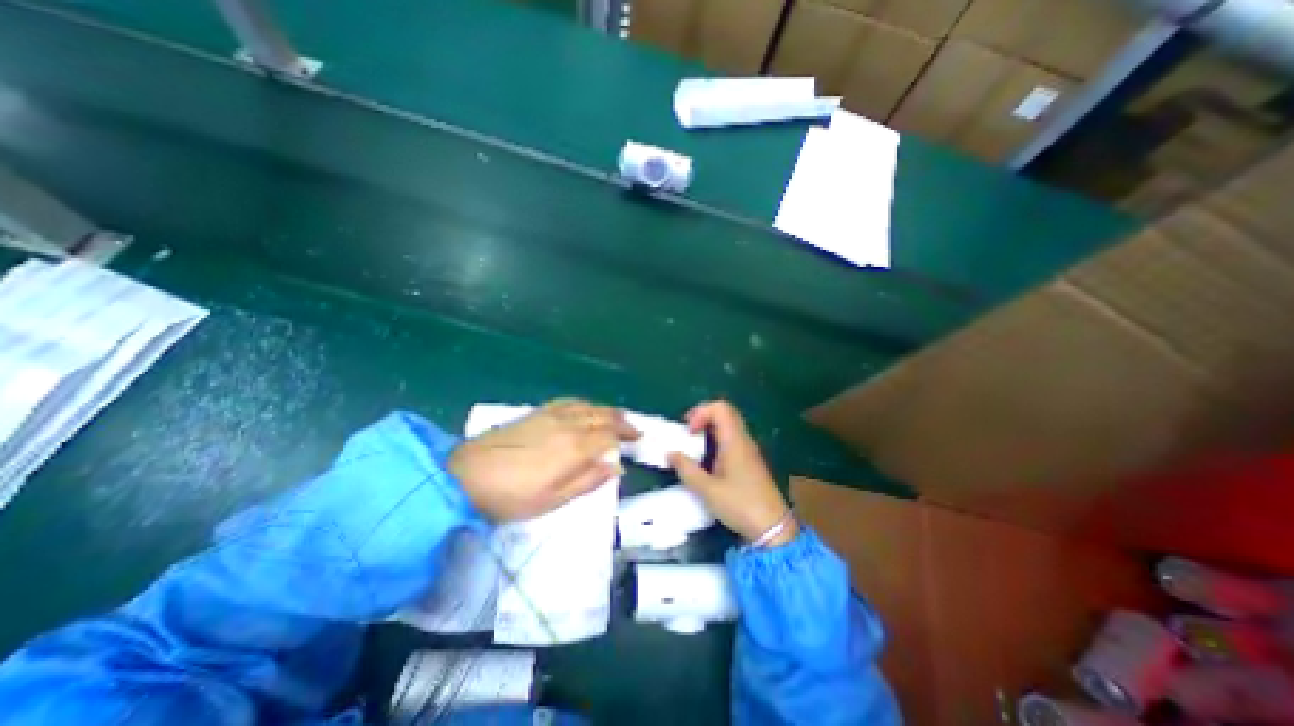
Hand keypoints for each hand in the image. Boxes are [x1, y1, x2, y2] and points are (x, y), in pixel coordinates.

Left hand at [450, 397, 641, 519]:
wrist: (465, 476)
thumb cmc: (511, 496)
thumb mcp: (552, 500)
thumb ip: (587, 481)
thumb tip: (615, 468)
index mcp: (575, 447)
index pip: (609, 436)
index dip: (624, 439)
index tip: (636, 443)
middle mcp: (568, 425)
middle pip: (602, 416)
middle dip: (621, 421)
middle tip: (634, 429)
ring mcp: (551, 415)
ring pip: (587, 406)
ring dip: (606, 410)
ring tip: (617, 416)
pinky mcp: (536, 412)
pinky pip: (569, 401)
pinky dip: (584, 403)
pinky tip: (585, 408)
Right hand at [671, 400, 793, 548]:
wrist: (773, 528)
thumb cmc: (739, 505)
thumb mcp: (707, 490)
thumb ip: (686, 469)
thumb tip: (669, 453)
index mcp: (734, 441)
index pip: (719, 408)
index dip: (700, 412)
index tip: (689, 432)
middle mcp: (743, 439)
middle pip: (724, 412)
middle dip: (703, 417)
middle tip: (688, 433)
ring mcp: (748, 449)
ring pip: (728, 425)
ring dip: (709, 428)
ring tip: (694, 446)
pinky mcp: (749, 460)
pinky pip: (731, 438)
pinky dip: (716, 439)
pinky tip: (708, 459)